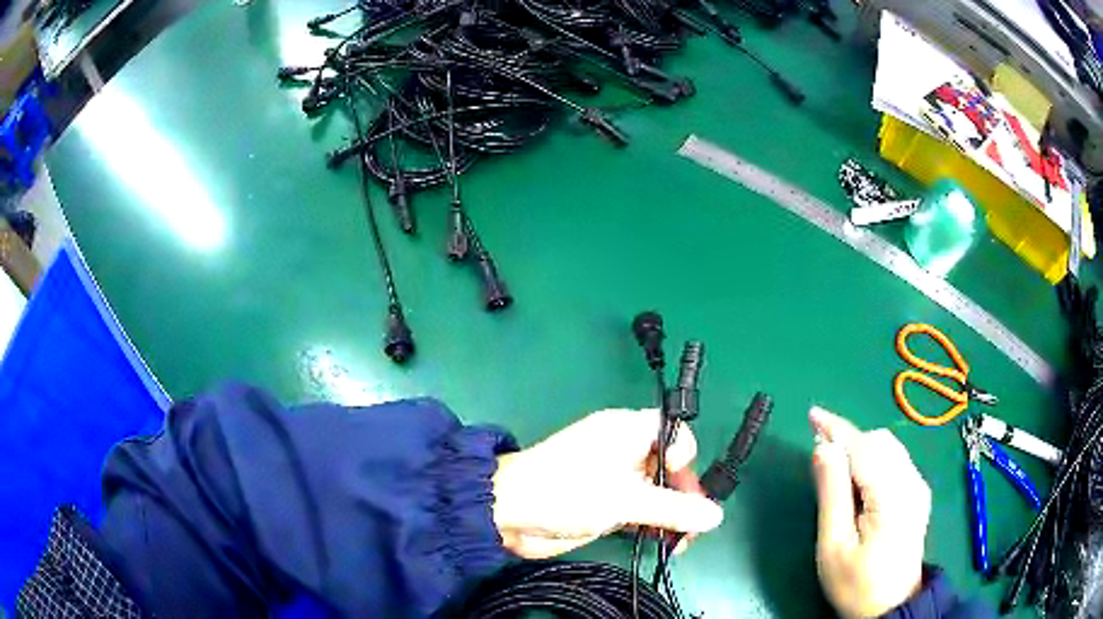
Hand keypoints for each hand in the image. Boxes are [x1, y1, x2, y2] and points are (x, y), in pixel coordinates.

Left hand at [492, 408, 723, 558]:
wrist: (508, 514)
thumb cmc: (567, 492)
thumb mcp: (625, 500)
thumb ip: (672, 509)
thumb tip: (715, 516)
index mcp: (627, 431)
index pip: (673, 432)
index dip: (684, 456)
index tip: (679, 483)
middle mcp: (624, 451)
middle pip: (669, 466)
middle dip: (684, 494)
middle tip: (691, 525)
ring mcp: (614, 480)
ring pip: (656, 493)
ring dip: (671, 515)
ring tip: (679, 543)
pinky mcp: (605, 505)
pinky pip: (640, 511)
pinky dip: (652, 525)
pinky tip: (663, 544)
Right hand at [810, 406, 931, 617]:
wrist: (890, 606)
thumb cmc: (856, 583)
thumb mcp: (833, 545)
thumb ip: (831, 493)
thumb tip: (822, 448)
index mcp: (892, 496)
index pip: (863, 448)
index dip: (836, 429)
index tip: (812, 414)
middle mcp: (911, 483)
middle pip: (879, 442)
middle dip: (848, 440)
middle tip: (819, 455)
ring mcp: (917, 487)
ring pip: (888, 448)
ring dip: (860, 449)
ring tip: (835, 469)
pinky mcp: (917, 493)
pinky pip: (894, 461)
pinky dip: (872, 459)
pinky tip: (857, 480)